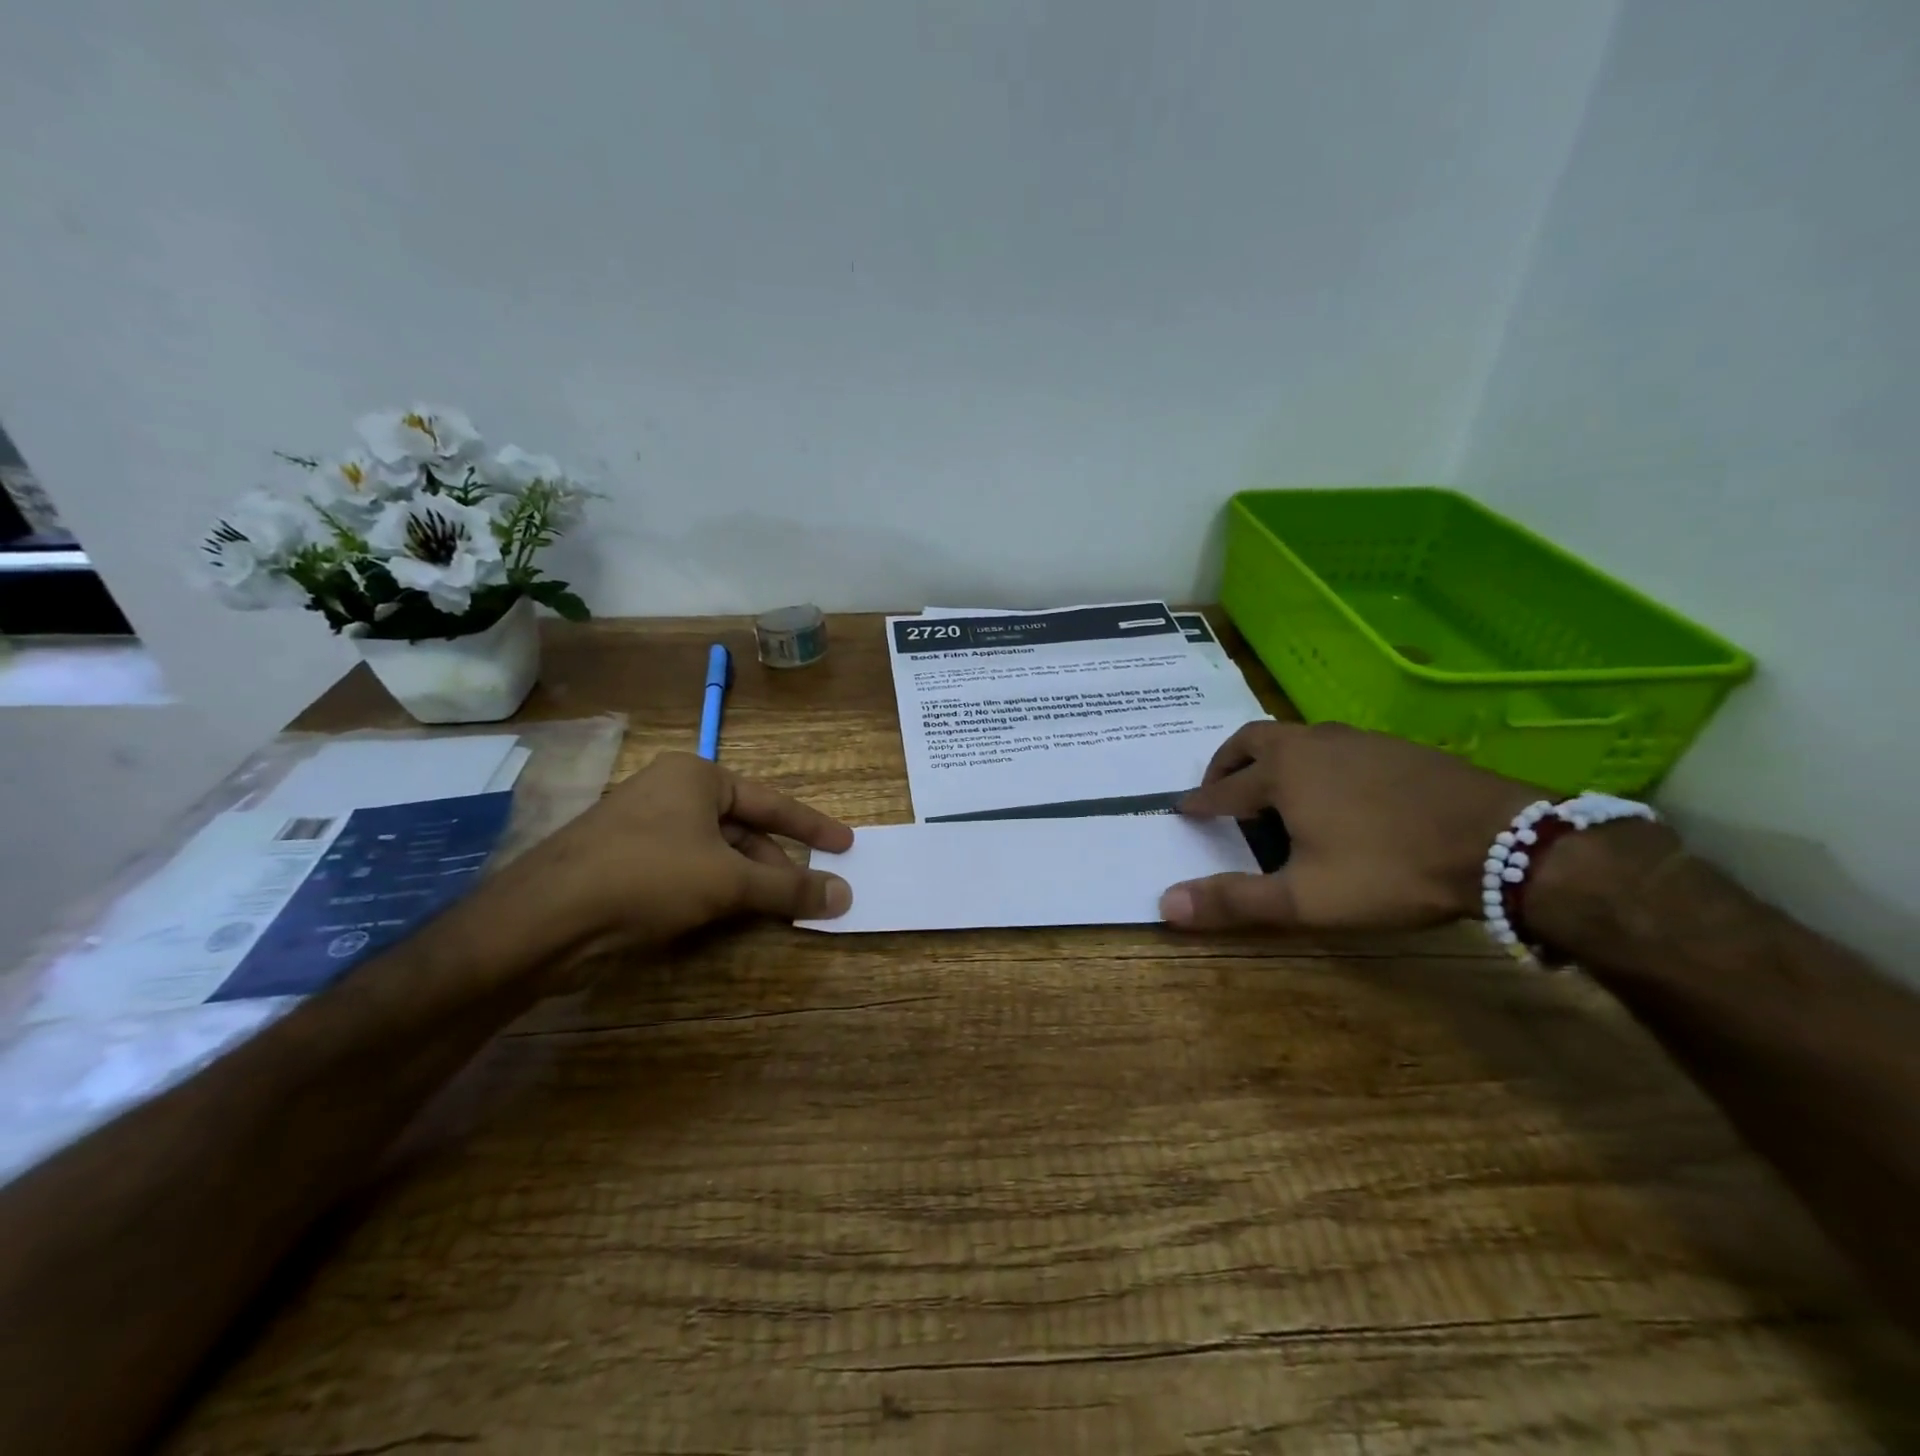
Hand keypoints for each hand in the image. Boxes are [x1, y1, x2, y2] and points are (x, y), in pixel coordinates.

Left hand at [526, 751, 853, 955]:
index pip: (772, 801)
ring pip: (715, 854)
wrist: (544, 919)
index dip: (813, 827)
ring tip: (776, 911)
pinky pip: (687, 871)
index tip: (846, 844)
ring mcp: (644, 827)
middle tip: (812, 894)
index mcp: (697, 777)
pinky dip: (715, 892)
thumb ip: (789, 888)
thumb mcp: (728, 881)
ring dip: (747, 883)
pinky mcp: (624, 863)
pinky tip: (727, 917)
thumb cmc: (647, 877)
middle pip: (743, 829)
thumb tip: (844, 896)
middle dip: (777, 865)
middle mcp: (670, 793)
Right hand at [1159, 721, 1541, 931]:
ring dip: (1270, 758)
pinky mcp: (1393, 746)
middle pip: (1251, 740)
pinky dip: (1312, 761)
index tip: (1182, 810)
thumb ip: (1234, 900)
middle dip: (1227, 763)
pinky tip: (1335, 791)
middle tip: (1220, 788)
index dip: (1199, 803)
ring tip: (1273, 790)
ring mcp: (1355, 739)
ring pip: (1294, 737)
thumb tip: (1164, 904)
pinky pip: (1332, 744)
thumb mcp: (1305, 898)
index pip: (1223, 788)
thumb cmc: (1389, 869)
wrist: (1502, 842)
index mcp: (1281, 773)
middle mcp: (1310, 743)